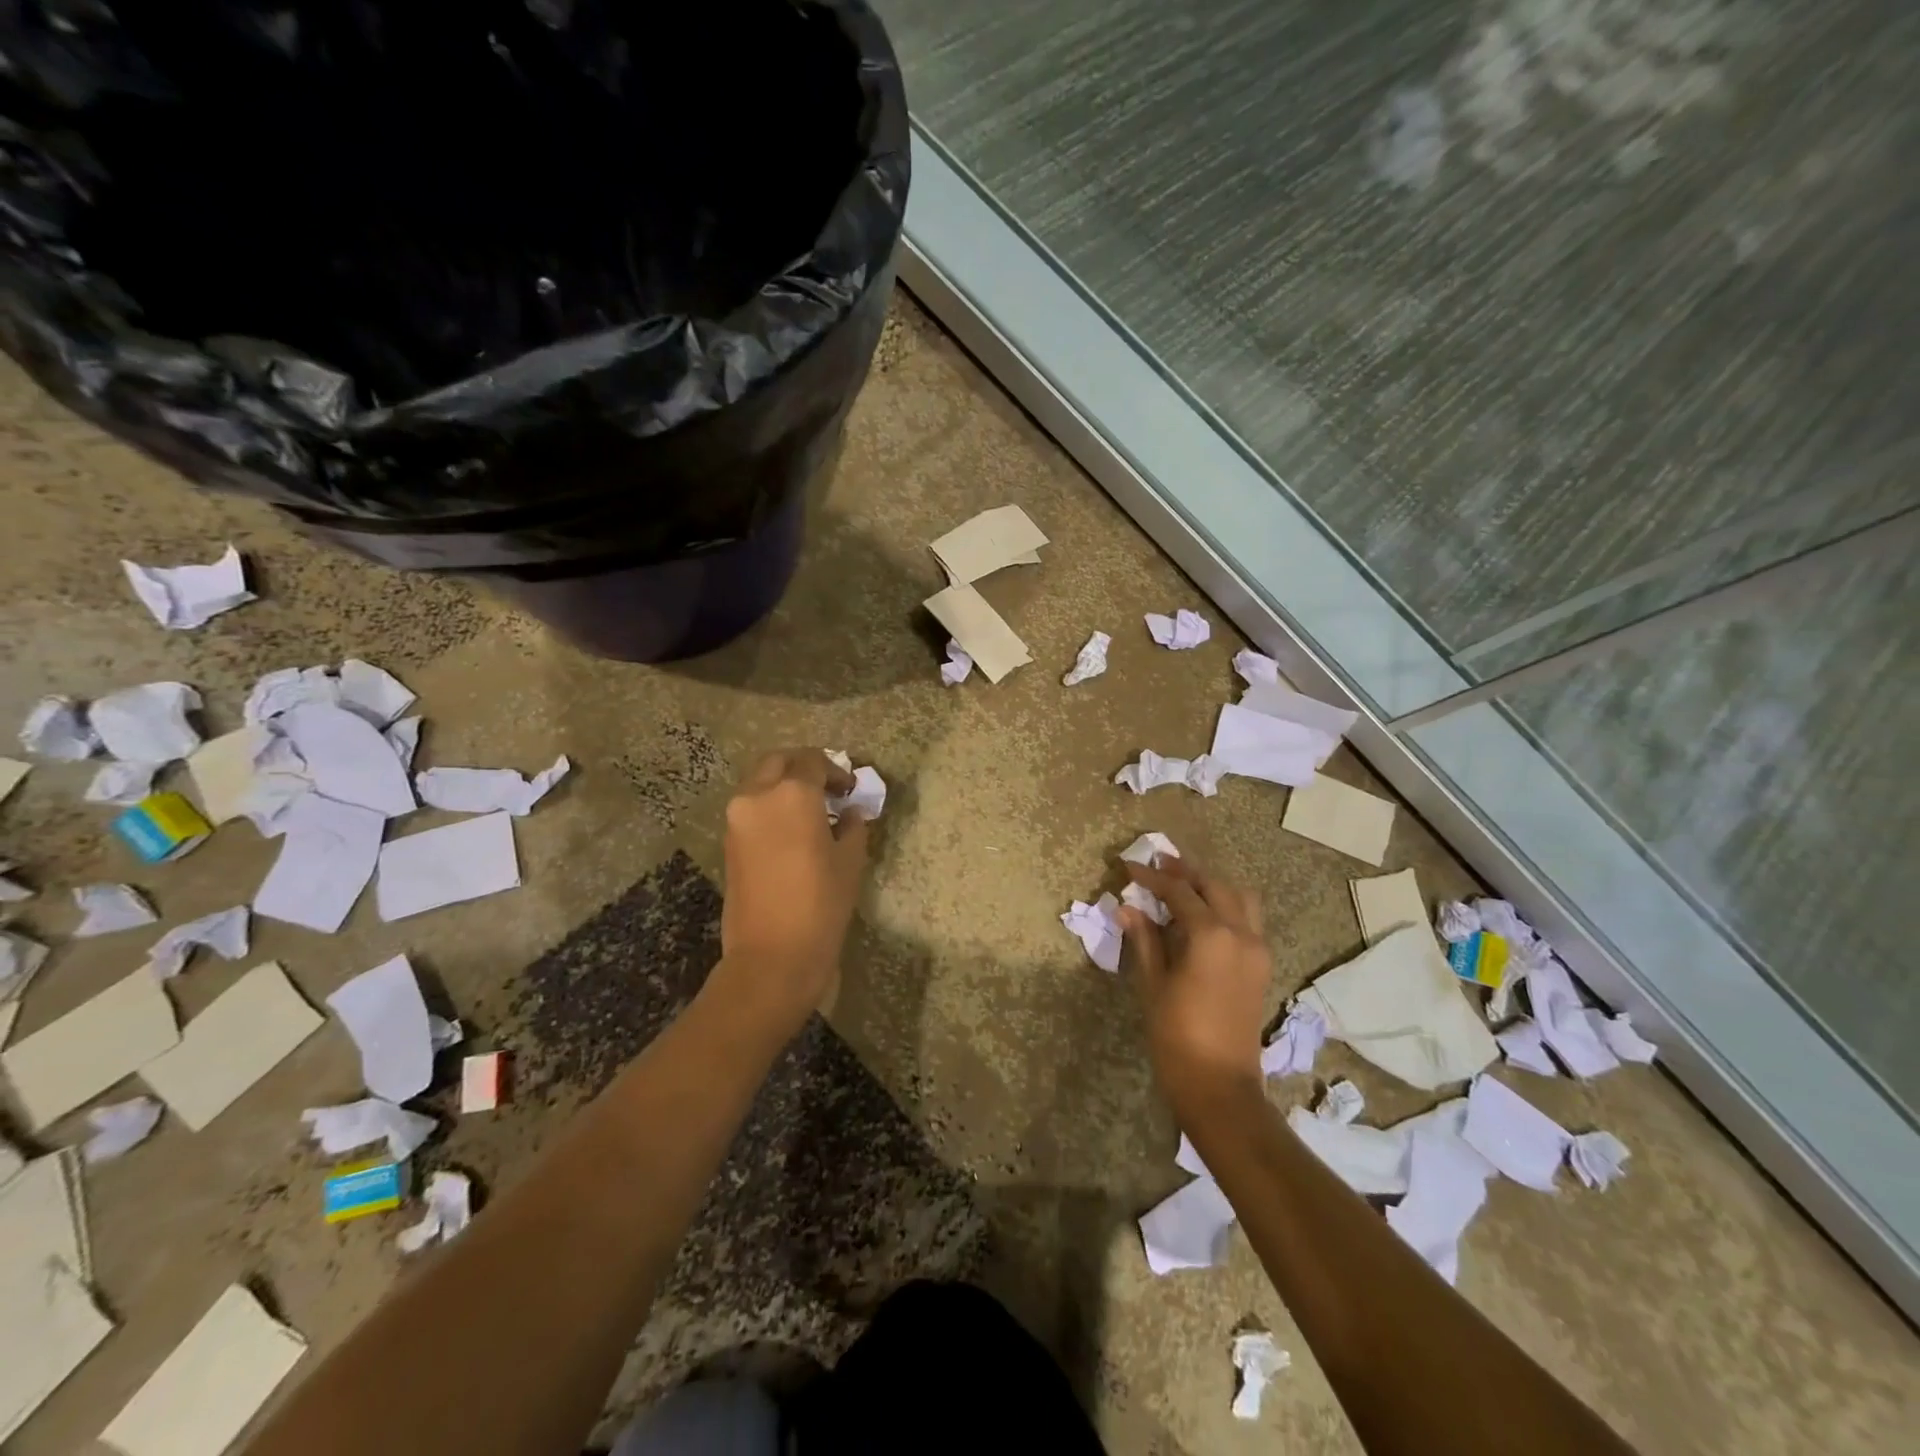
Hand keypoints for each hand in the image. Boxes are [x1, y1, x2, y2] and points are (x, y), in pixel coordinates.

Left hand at [714, 748, 871, 1033]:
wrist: (772, 955)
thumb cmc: (821, 903)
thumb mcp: (850, 862)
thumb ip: (852, 827)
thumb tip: (849, 813)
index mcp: (792, 793)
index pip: (813, 761)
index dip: (836, 771)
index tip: (850, 791)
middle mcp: (758, 796)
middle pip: (779, 762)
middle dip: (804, 768)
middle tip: (827, 789)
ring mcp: (737, 819)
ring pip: (760, 783)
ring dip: (784, 787)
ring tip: (812, 813)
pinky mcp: (728, 843)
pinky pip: (751, 809)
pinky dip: (771, 808)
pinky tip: (793, 832)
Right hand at [1117, 858, 1272, 1108]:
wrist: (1219, 1086)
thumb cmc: (1177, 1035)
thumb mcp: (1153, 983)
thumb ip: (1144, 939)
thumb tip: (1128, 907)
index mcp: (1212, 935)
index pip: (1179, 892)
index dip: (1152, 877)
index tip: (1129, 866)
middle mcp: (1241, 934)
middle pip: (1214, 886)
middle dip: (1184, 872)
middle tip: (1156, 865)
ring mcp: (1257, 949)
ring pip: (1239, 898)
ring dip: (1211, 886)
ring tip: (1182, 886)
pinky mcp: (1262, 966)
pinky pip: (1248, 919)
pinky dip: (1226, 906)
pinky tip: (1202, 915)